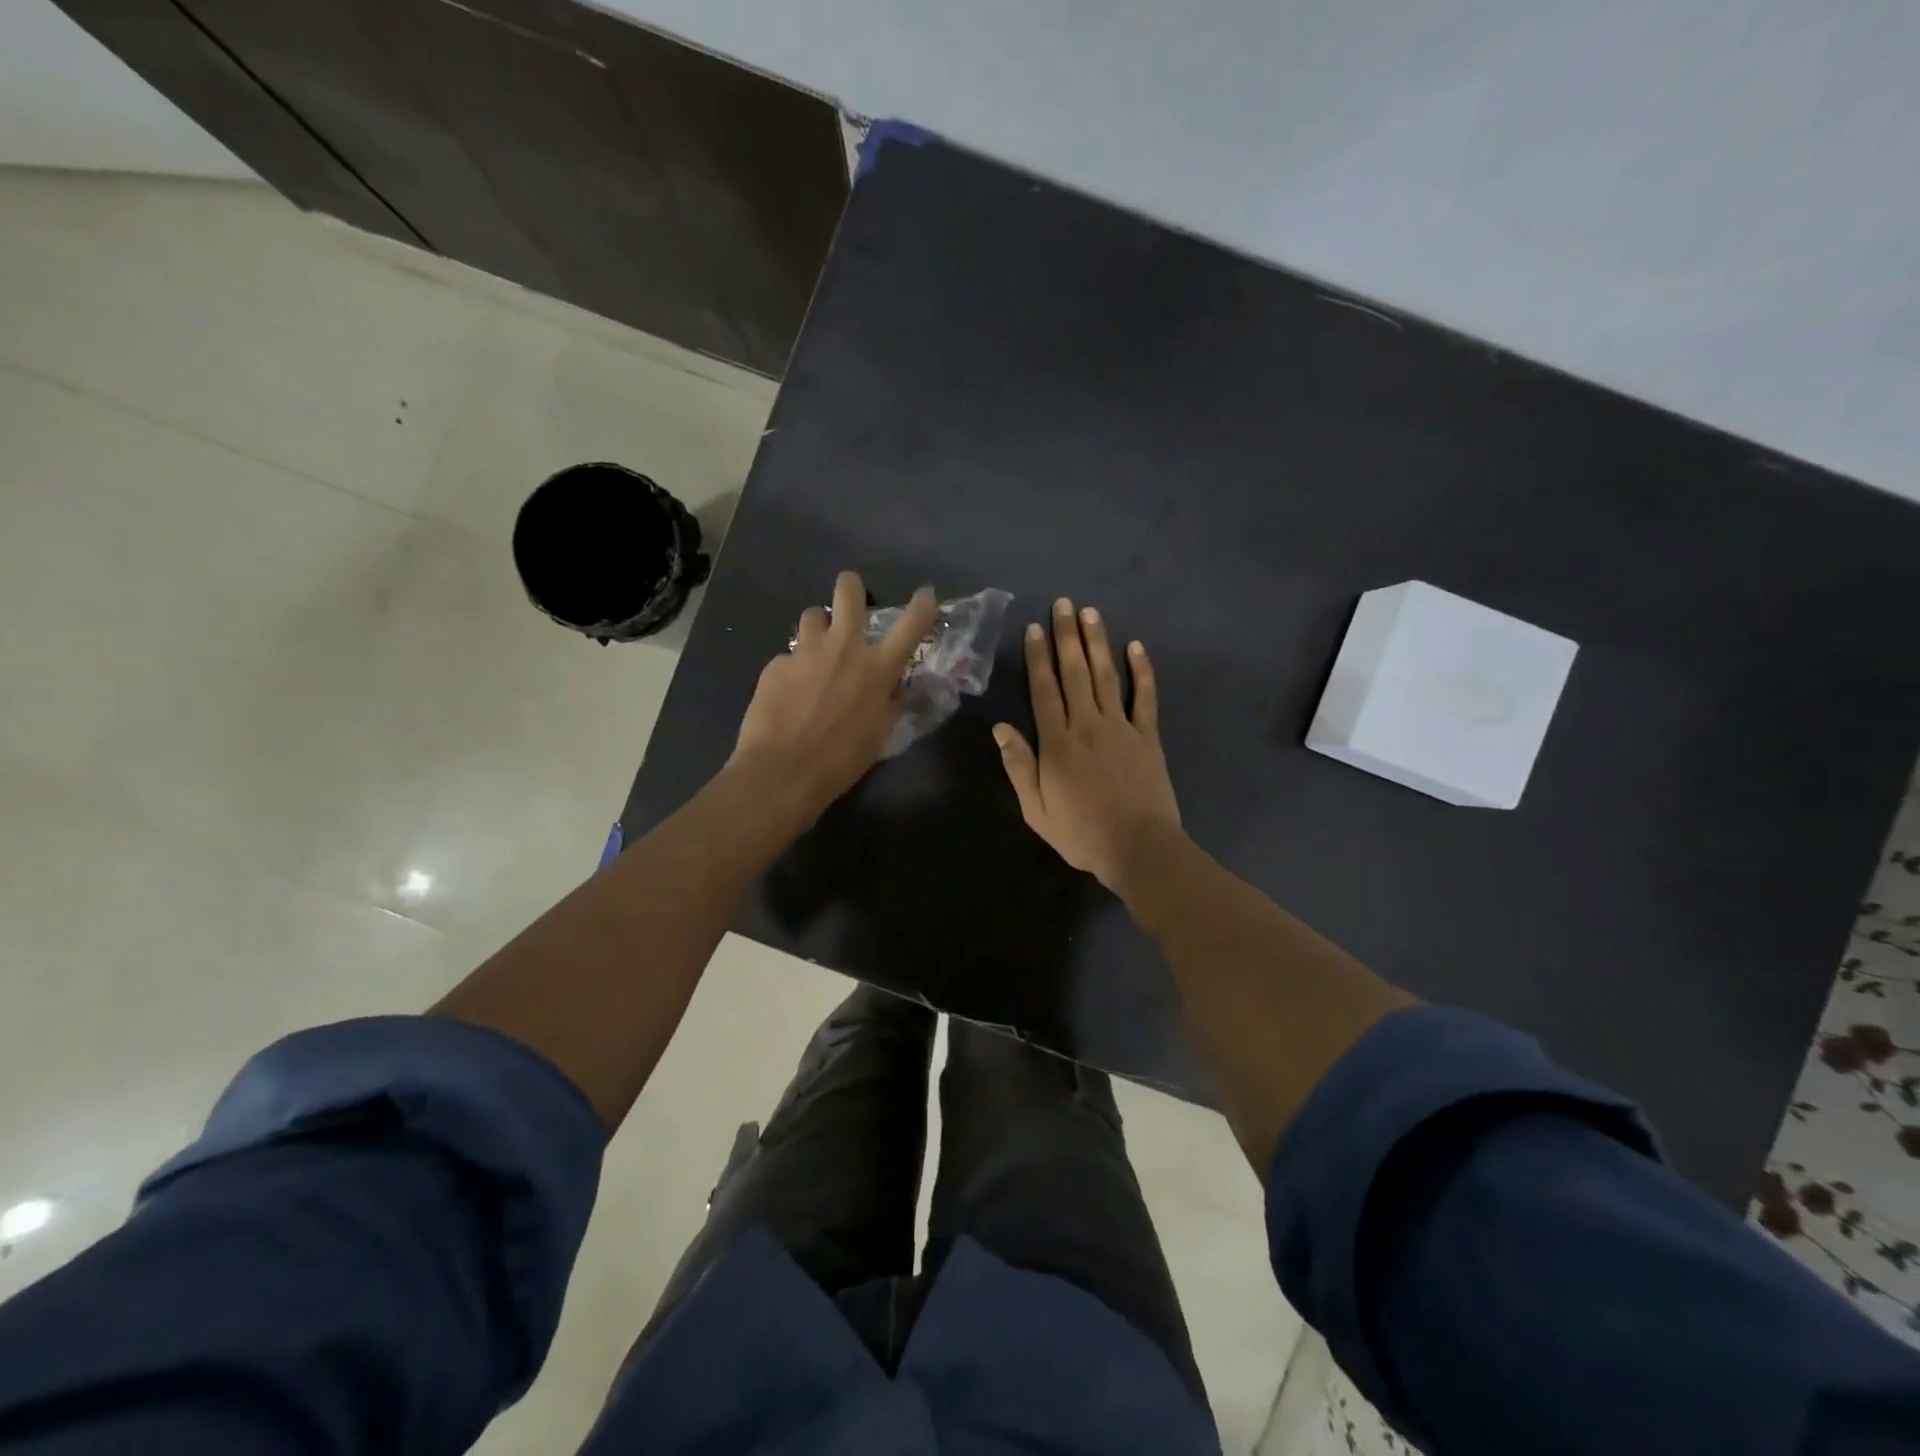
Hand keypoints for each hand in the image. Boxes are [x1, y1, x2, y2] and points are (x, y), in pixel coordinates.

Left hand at [733, 571, 937, 815]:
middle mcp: (844, 647)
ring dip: (818, 628)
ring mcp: (806, 651)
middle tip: (850, 599)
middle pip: (848, 590)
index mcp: (878, 668)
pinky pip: (789, 656)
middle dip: (851, 586)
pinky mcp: (776, 664)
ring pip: (812, 615)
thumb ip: (892, 702)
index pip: (912, 624)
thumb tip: (899, 687)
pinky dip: (793, 668)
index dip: (923, 605)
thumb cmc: (842, 760)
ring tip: (816, 650)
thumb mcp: (881, 734)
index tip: (926, 595)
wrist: (783, 771)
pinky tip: (788, 693)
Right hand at [994, 597, 1181, 892]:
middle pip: (1075, 673)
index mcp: (1057, 743)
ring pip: (1107, 676)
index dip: (1038, 657)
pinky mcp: (1148, 737)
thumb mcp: (1036, 809)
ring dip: (1098, 643)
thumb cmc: (1081, 834)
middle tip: (1065, 604)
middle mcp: (1088, 725)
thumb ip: (1019, 766)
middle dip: (1067, 636)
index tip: (1035, 628)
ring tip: (1091, 613)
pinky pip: (1145, 698)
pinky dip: (1142, 671)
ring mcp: (1121, 728)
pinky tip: (1137, 647)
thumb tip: (1000, 728)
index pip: (1044, 690)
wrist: (1138, 848)